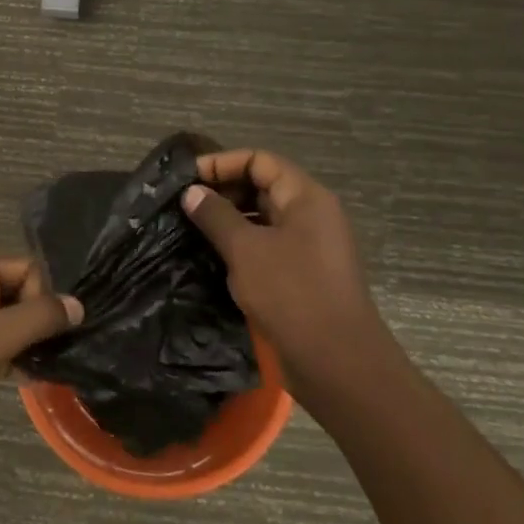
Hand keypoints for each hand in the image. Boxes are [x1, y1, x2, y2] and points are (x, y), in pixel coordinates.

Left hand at [0, 256, 80, 457]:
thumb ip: (40, 317)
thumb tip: (78, 304)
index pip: (24, 267)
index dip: (43, 295)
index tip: (52, 330)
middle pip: (15, 293)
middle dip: (36, 321)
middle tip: (56, 350)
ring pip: (4, 323)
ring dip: (25, 343)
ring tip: (45, 367)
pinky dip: (8, 359)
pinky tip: (28, 378)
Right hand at [182, 150, 391, 391]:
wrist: (338, 362)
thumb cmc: (292, 294)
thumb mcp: (246, 250)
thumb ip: (216, 216)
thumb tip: (192, 192)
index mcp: (306, 197)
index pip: (260, 161)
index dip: (222, 163)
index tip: (187, 178)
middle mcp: (313, 214)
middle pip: (264, 185)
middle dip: (224, 190)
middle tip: (185, 204)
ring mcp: (311, 245)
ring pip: (265, 217)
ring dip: (231, 219)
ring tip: (193, 229)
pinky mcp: (305, 274)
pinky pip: (270, 245)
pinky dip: (243, 244)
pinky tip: (215, 257)